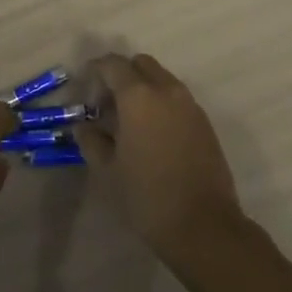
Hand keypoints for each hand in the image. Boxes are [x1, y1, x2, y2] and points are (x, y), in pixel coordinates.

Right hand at [79, 53, 247, 261]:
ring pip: (162, 80)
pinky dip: (162, 105)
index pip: (113, 64)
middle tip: (108, 104)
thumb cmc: (147, 195)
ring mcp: (190, 106)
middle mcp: (167, 91)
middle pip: (141, 64)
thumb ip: (91, 140)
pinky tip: (153, 136)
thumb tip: (85, 126)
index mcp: (138, 96)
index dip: (95, 70)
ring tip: (130, 122)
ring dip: (144, 89)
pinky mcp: (205, 124)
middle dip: (122, 75)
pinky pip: (178, 100)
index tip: (85, 88)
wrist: (204, 226)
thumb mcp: (107, 169)